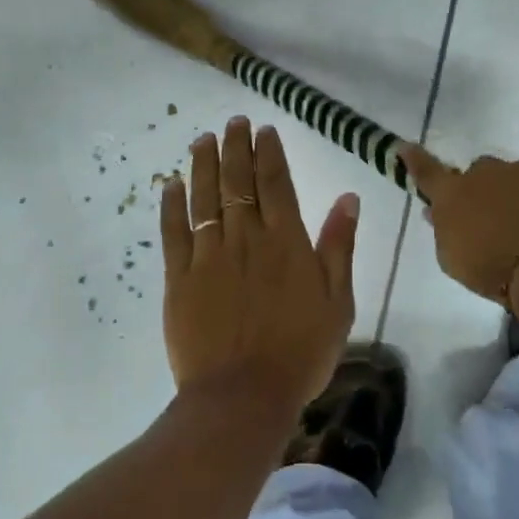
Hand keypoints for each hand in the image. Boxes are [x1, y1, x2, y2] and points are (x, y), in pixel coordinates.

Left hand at [160, 117, 359, 415]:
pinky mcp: (180, 278)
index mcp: (286, 241)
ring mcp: (209, 256)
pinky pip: (174, 232)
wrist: (243, 395)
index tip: (263, 130)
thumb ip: (339, 246)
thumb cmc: (300, 352)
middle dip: (235, 147)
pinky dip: (172, 205)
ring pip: (205, 198)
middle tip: (233, 122)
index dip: (268, 152)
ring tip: (202, 139)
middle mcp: (246, 238)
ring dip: (203, 164)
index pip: (275, 183)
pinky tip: (170, 184)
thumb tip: (348, 198)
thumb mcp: (338, 302)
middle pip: (237, 181)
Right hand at [398, 145, 518, 307]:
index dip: (414, 160)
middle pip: (479, 172)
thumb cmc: (492, 270)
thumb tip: (436, 211)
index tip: (404, 148)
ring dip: (515, 196)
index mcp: (454, 192)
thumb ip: (443, 231)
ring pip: (515, 178)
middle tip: (489, 219)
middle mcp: (488, 173)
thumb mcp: (453, 259)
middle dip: (482, 189)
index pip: (427, 171)